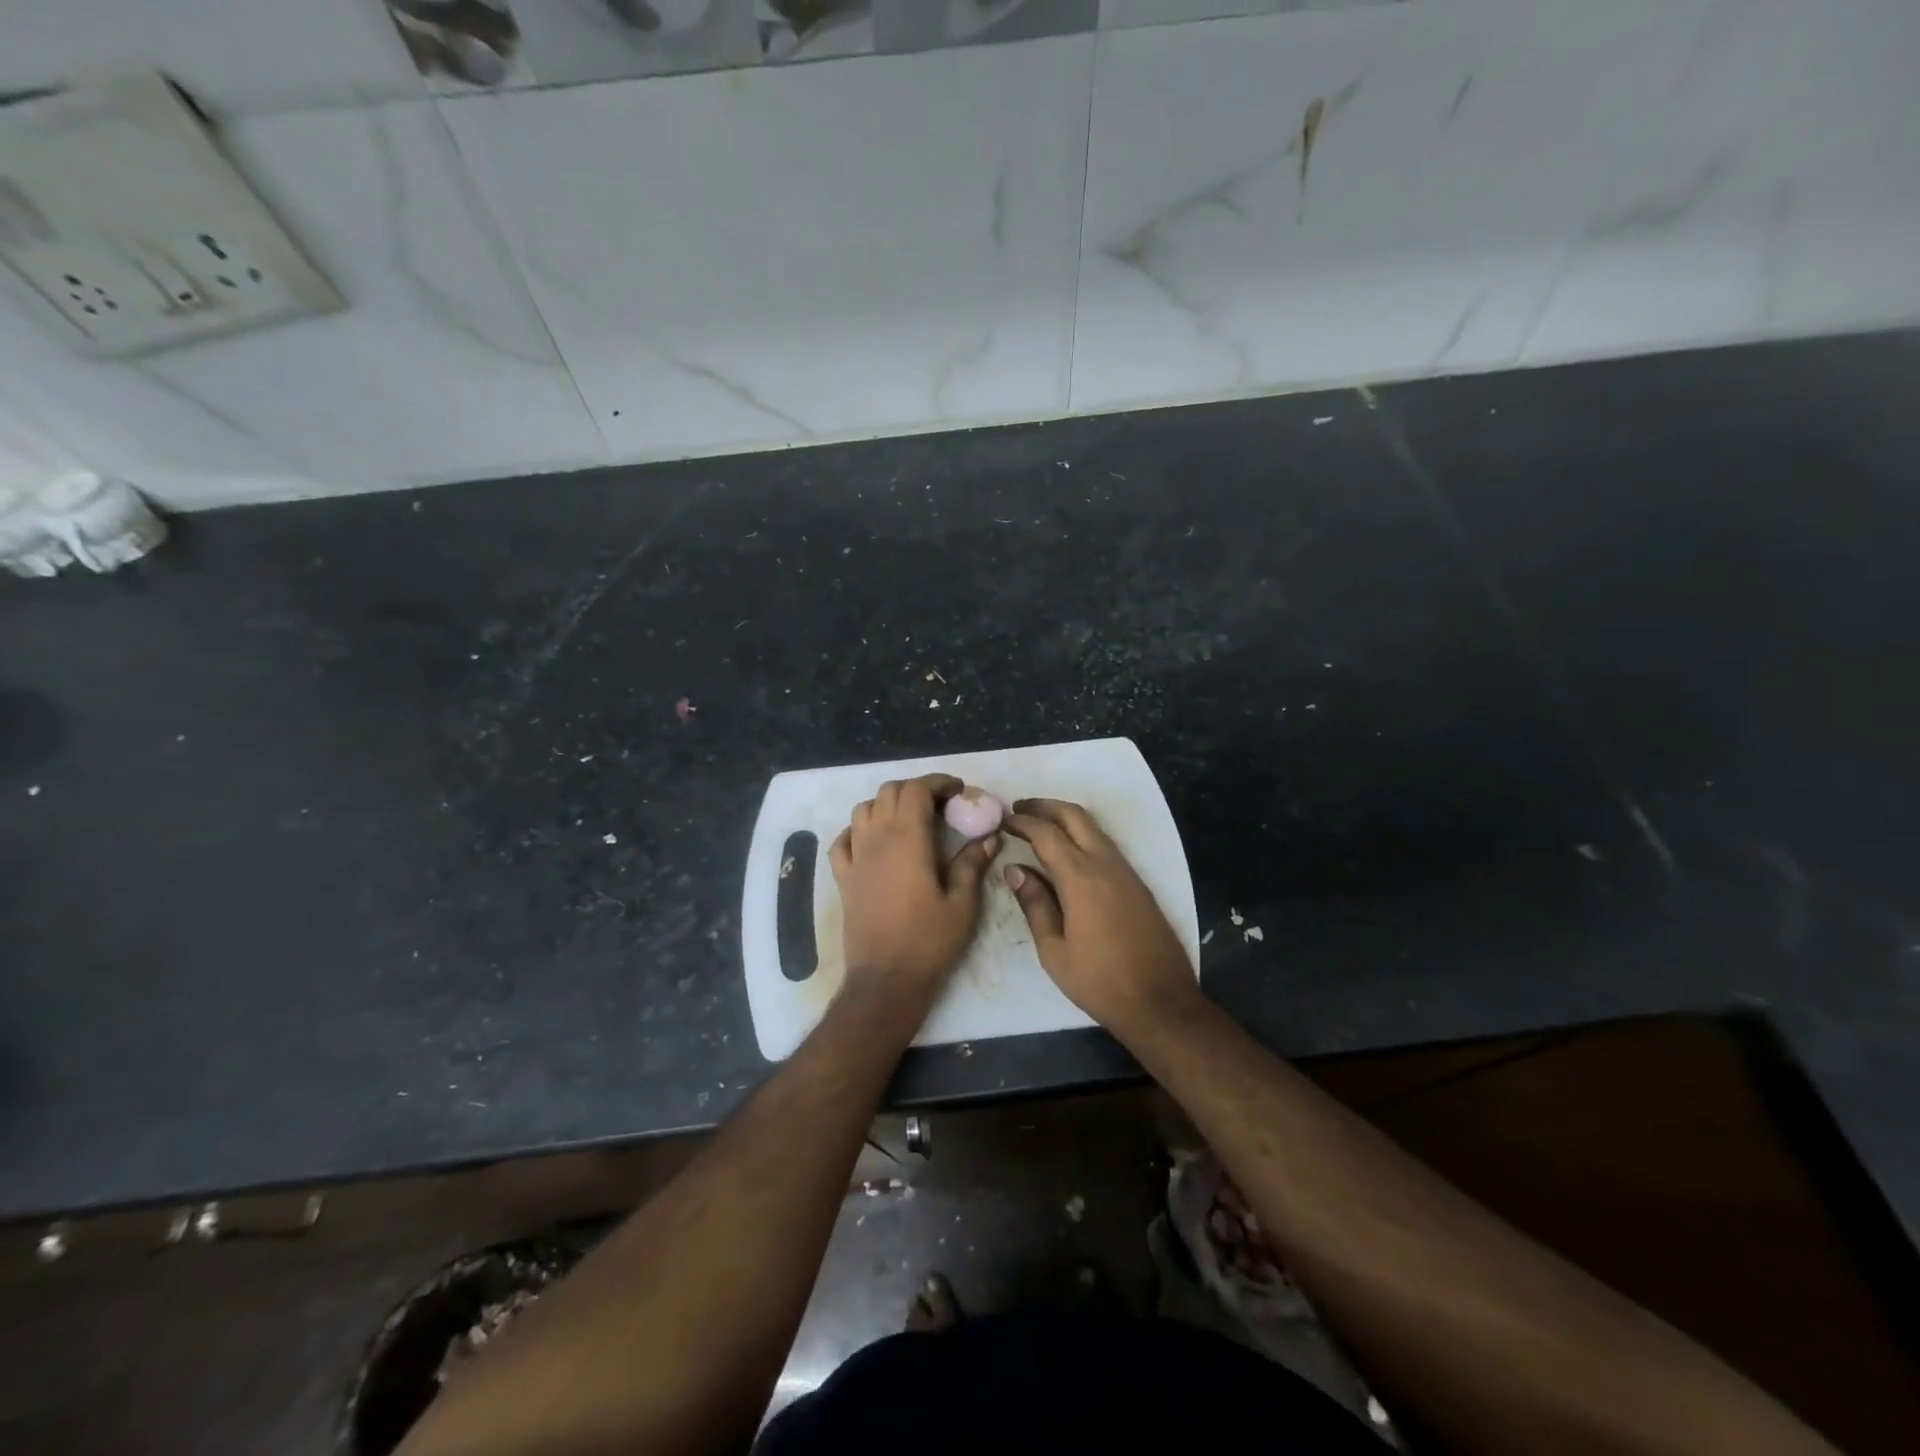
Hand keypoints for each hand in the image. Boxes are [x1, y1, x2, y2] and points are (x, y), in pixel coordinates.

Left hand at [829, 774, 998, 1006]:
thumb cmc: (929, 941)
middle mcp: (876, 839)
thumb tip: (988, 836)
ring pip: (864, 809)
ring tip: (910, 820)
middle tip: (941, 806)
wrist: (886, 980)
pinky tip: (875, 842)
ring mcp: (855, 857)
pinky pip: (843, 839)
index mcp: (907, 839)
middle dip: (916, 790)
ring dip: (887, 805)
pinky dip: (859, 830)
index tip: (959, 791)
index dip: (938, 782)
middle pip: (889, 791)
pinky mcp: (843, 877)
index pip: (916, 789)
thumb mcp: (962, 903)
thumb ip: (972, 863)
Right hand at [1002, 798, 1201, 1039]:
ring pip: (1093, 827)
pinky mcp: (1137, 883)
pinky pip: (1105, 845)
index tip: (1003, 820)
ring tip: (1039, 827)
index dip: (1022, 822)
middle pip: (1074, 816)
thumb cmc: (1100, 981)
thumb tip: (1015, 870)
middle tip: (1019, 810)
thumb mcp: (1054, 950)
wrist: (1161, 1001)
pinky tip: (1067, 853)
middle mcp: (1106, 864)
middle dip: (1045, 806)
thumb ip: (1035, 904)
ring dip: (1065, 818)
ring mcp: (1126, 871)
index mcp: (1081, 878)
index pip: (1046, 833)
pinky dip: (1082, 836)